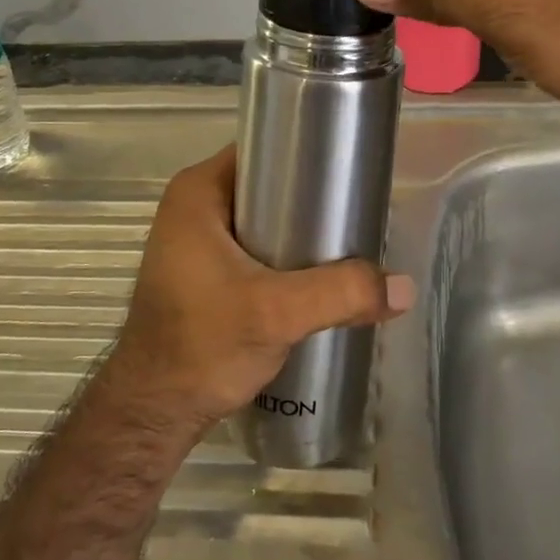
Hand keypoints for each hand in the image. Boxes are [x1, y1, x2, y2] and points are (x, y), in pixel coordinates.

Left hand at [108, 145, 414, 430]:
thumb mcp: (276, 313)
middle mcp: (194, 206)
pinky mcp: (206, 272)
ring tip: (349, 241)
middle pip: (268, 184)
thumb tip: (405, 288)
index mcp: (198, 191)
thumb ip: (340, 293)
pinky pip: (256, 245)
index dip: (306, 153)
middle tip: (357, 211)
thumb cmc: (201, 345)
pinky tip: (320, 272)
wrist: (154, 411)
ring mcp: (197, 240)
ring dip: (301, 229)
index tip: (350, 170)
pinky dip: (286, 253)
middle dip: (312, 196)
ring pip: (264, 218)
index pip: (263, 148)